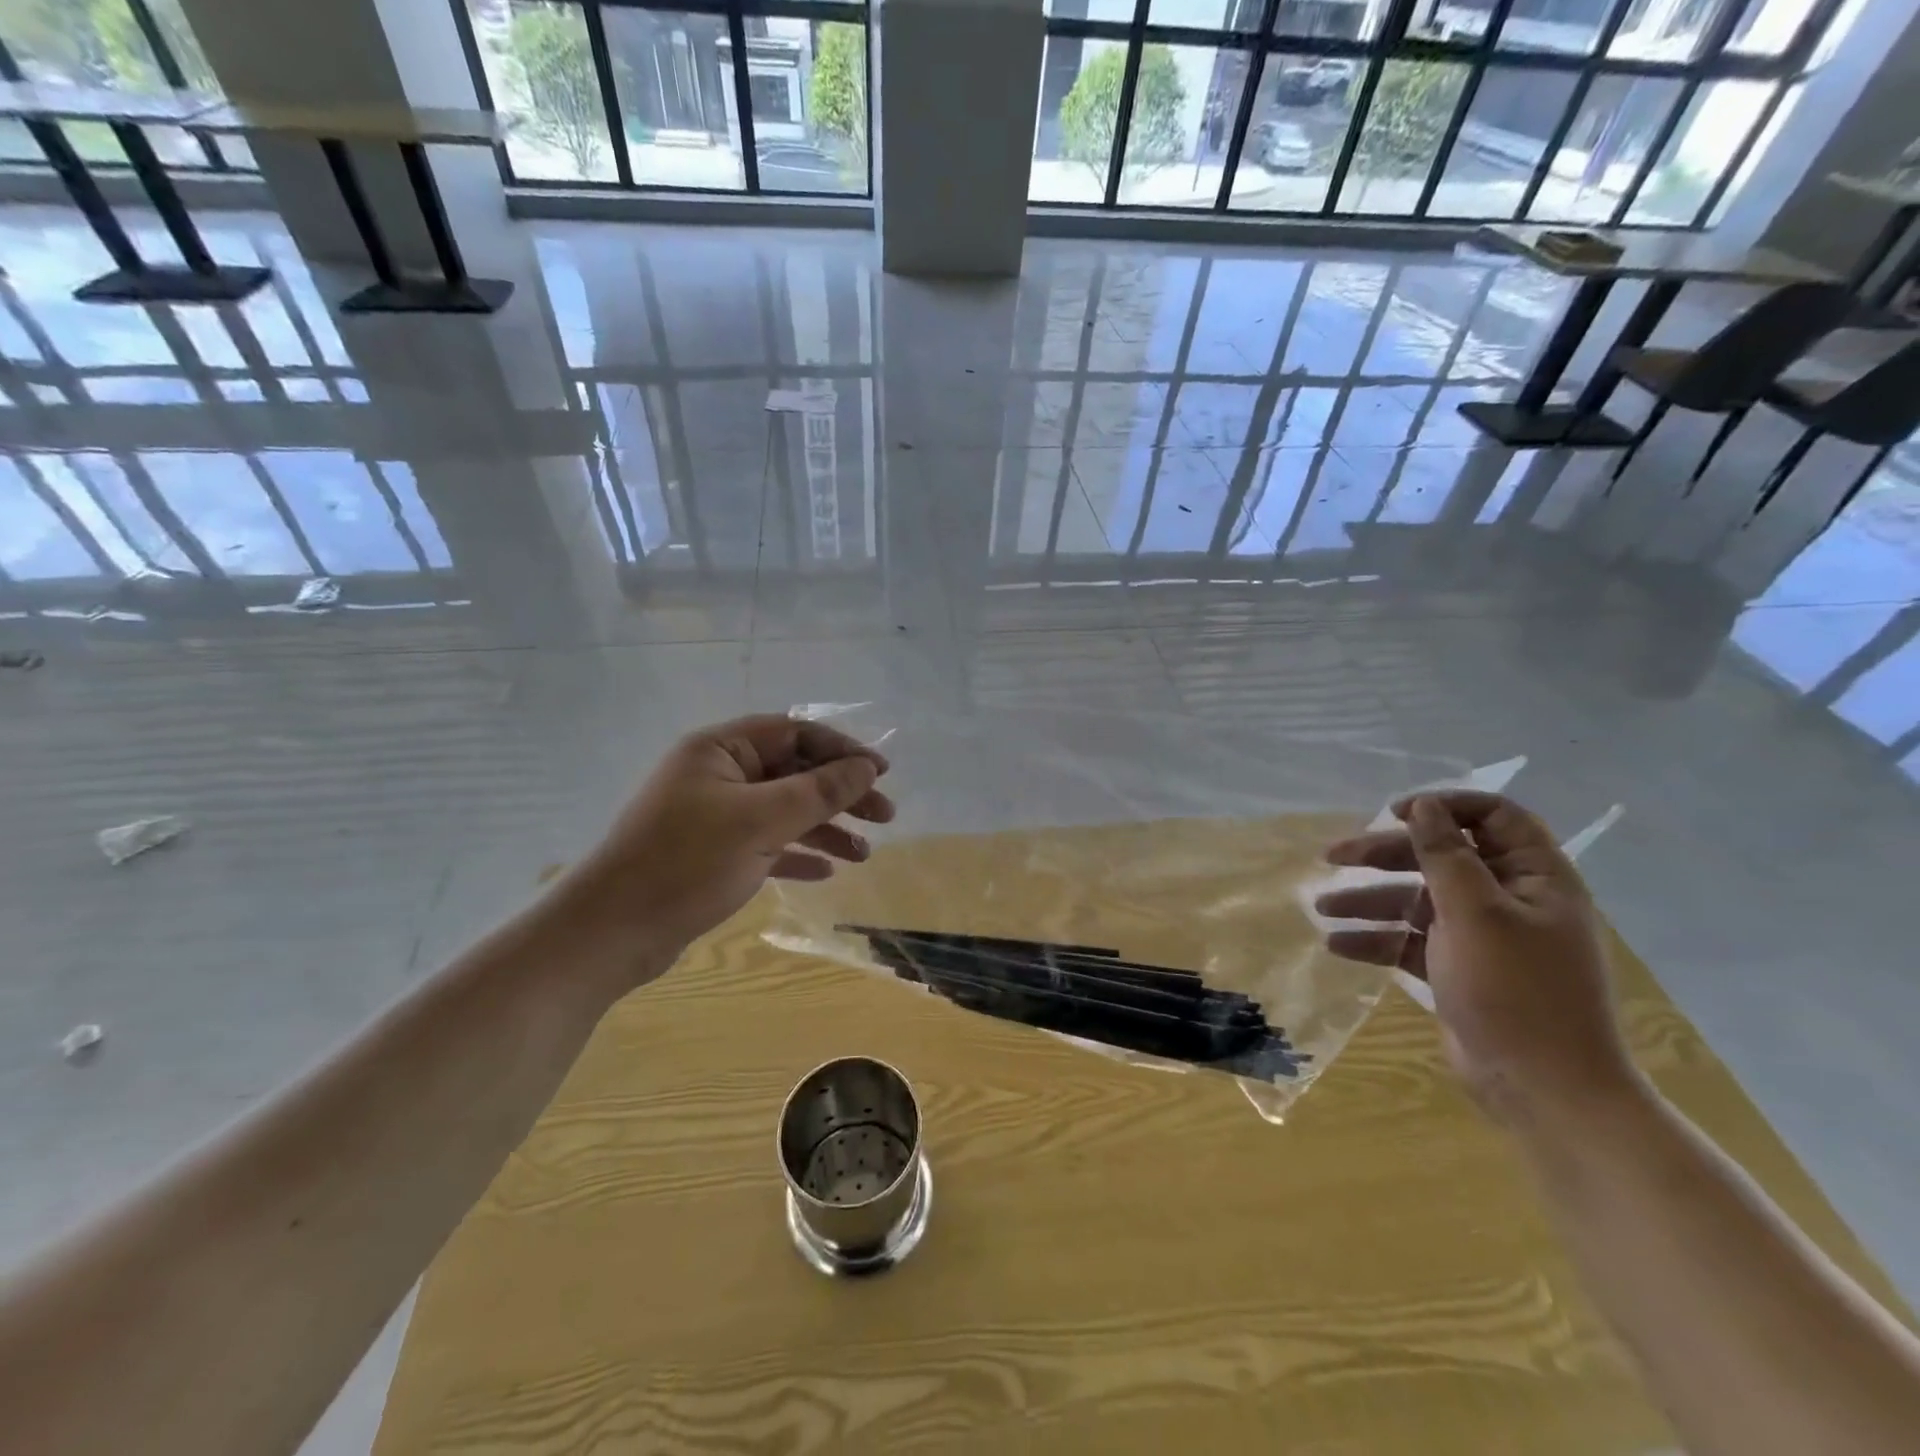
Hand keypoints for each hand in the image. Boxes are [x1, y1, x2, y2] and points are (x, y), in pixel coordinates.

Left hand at [549, 715, 894, 990]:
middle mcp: (719, 775)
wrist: (611, 933)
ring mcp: (715, 816)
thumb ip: (819, 791)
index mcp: (721, 749)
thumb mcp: (760, 822)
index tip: (882, 772)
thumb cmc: (686, 863)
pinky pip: (767, 844)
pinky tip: (826, 870)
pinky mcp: (713, 854)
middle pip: (794, 772)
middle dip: (841, 793)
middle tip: (885, 816)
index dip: (842, 749)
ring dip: (826, 828)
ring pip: (784, 811)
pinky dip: (797, 853)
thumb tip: (867, 766)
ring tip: (864, 854)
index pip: (794, 733)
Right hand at [1318, 791, 1641, 1132]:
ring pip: (1417, 900)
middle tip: (1333, 856)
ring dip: (1369, 900)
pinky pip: (1411, 940)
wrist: (1545, 1090)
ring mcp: (1482, 937)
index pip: (1493, 817)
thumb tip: (1424, 806)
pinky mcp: (1458, 969)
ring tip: (1321, 908)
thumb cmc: (1516, 991)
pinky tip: (1336, 946)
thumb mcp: (1475, 914)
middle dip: (1384, 855)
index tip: (1393, 814)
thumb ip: (1445, 855)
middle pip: (1440, 857)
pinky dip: (1377, 939)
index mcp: (1534, 878)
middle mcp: (1509, 899)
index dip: (1444, 806)